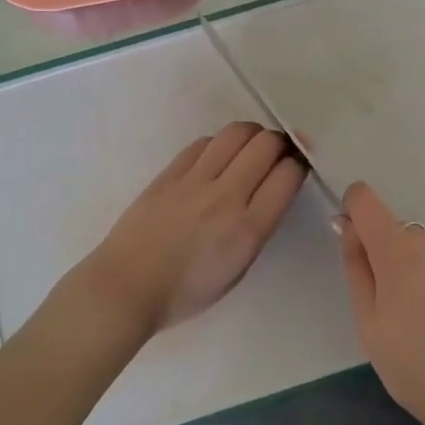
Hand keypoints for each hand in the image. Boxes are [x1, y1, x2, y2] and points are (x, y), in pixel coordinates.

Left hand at [82, 122, 308, 337]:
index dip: (298, 166)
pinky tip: (217, 158)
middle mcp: (226, 197)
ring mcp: (196, 180)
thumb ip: (258, 227)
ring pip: (237, 133)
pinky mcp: (170, 172)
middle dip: (280, 144)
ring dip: (252, 136)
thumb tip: (271, 192)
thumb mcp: (238, 269)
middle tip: (276, 155)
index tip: (295, 170)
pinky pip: (205, 142)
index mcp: (248, 229)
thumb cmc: (186, 291)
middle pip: (266, 144)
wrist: (126, 287)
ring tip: (249, 149)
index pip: (288, 175)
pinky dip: (220, 144)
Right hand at [336, 181, 424, 424]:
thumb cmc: (415, 365)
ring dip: (417, 271)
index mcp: (396, 249)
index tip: (354, 248)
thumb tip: (347, 227)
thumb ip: (356, 267)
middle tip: (391, 311)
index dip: (353, 212)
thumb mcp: (368, 324)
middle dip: (387, 258)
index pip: (365, 200)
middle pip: (397, 232)